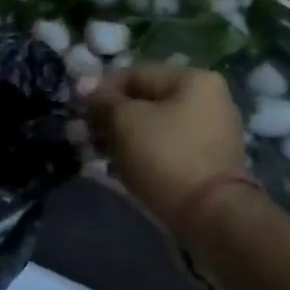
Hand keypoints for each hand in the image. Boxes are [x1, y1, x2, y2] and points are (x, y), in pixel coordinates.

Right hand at [85, 64, 249, 240]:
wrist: (211, 215)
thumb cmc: (166, 156)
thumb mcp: (126, 121)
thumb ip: (104, 100)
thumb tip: (85, 85)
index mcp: (193, 79)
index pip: (135, 74)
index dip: (101, 90)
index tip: (79, 110)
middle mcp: (207, 100)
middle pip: (145, 102)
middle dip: (109, 118)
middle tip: (81, 136)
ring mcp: (209, 133)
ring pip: (152, 128)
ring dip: (120, 138)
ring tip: (92, 154)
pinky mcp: (205, 163)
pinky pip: (165, 149)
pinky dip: (140, 155)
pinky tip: (115, 168)